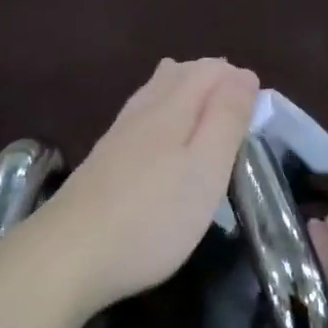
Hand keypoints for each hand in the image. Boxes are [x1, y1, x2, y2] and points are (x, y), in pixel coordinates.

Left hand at [35, 58, 258, 314]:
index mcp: (171, 109)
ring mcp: (116, 137)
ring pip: (153, 94)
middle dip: (210, 79)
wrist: (68, 256)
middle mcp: (141, 113)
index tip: (259, 107)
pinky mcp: (102, 162)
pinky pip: (138, 118)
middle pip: (177, 75)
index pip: (208, 71)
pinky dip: (161, 114)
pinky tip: (159, 136)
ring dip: (183, 92)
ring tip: (204, 107)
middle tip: (237, 105)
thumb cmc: (152, 217)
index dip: (236, 79)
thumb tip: (243, 74)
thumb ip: (226, 120)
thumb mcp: (205, 170)